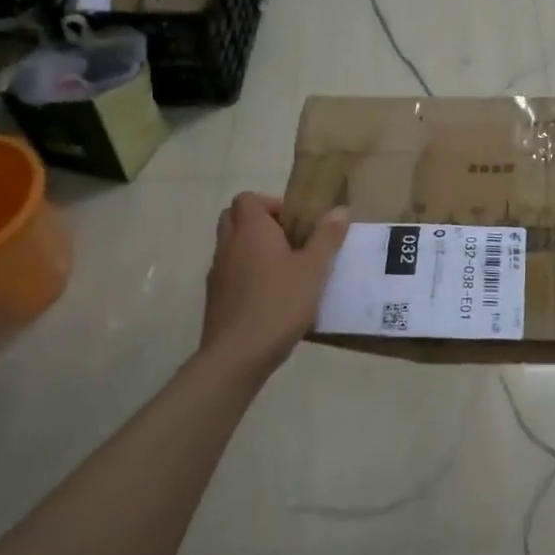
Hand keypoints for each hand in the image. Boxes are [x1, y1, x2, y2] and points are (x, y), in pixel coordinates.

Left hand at [201, 193, 348, 379]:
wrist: (237, 355)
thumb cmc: (279, 303)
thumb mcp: (314, 270)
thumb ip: (327, 238)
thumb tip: (339, 210)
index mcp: (251, 230)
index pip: (247, 199)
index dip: (270, 204)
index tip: (294, 223)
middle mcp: (229, 245)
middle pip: (234, 218)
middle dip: (259, 223)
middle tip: (288, 241)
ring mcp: (217, 272)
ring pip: (230, 246)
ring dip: (252, 249)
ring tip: (283, 270)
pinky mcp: (215, 298)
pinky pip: (229, 273)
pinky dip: (245, 275)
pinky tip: (270, 296)